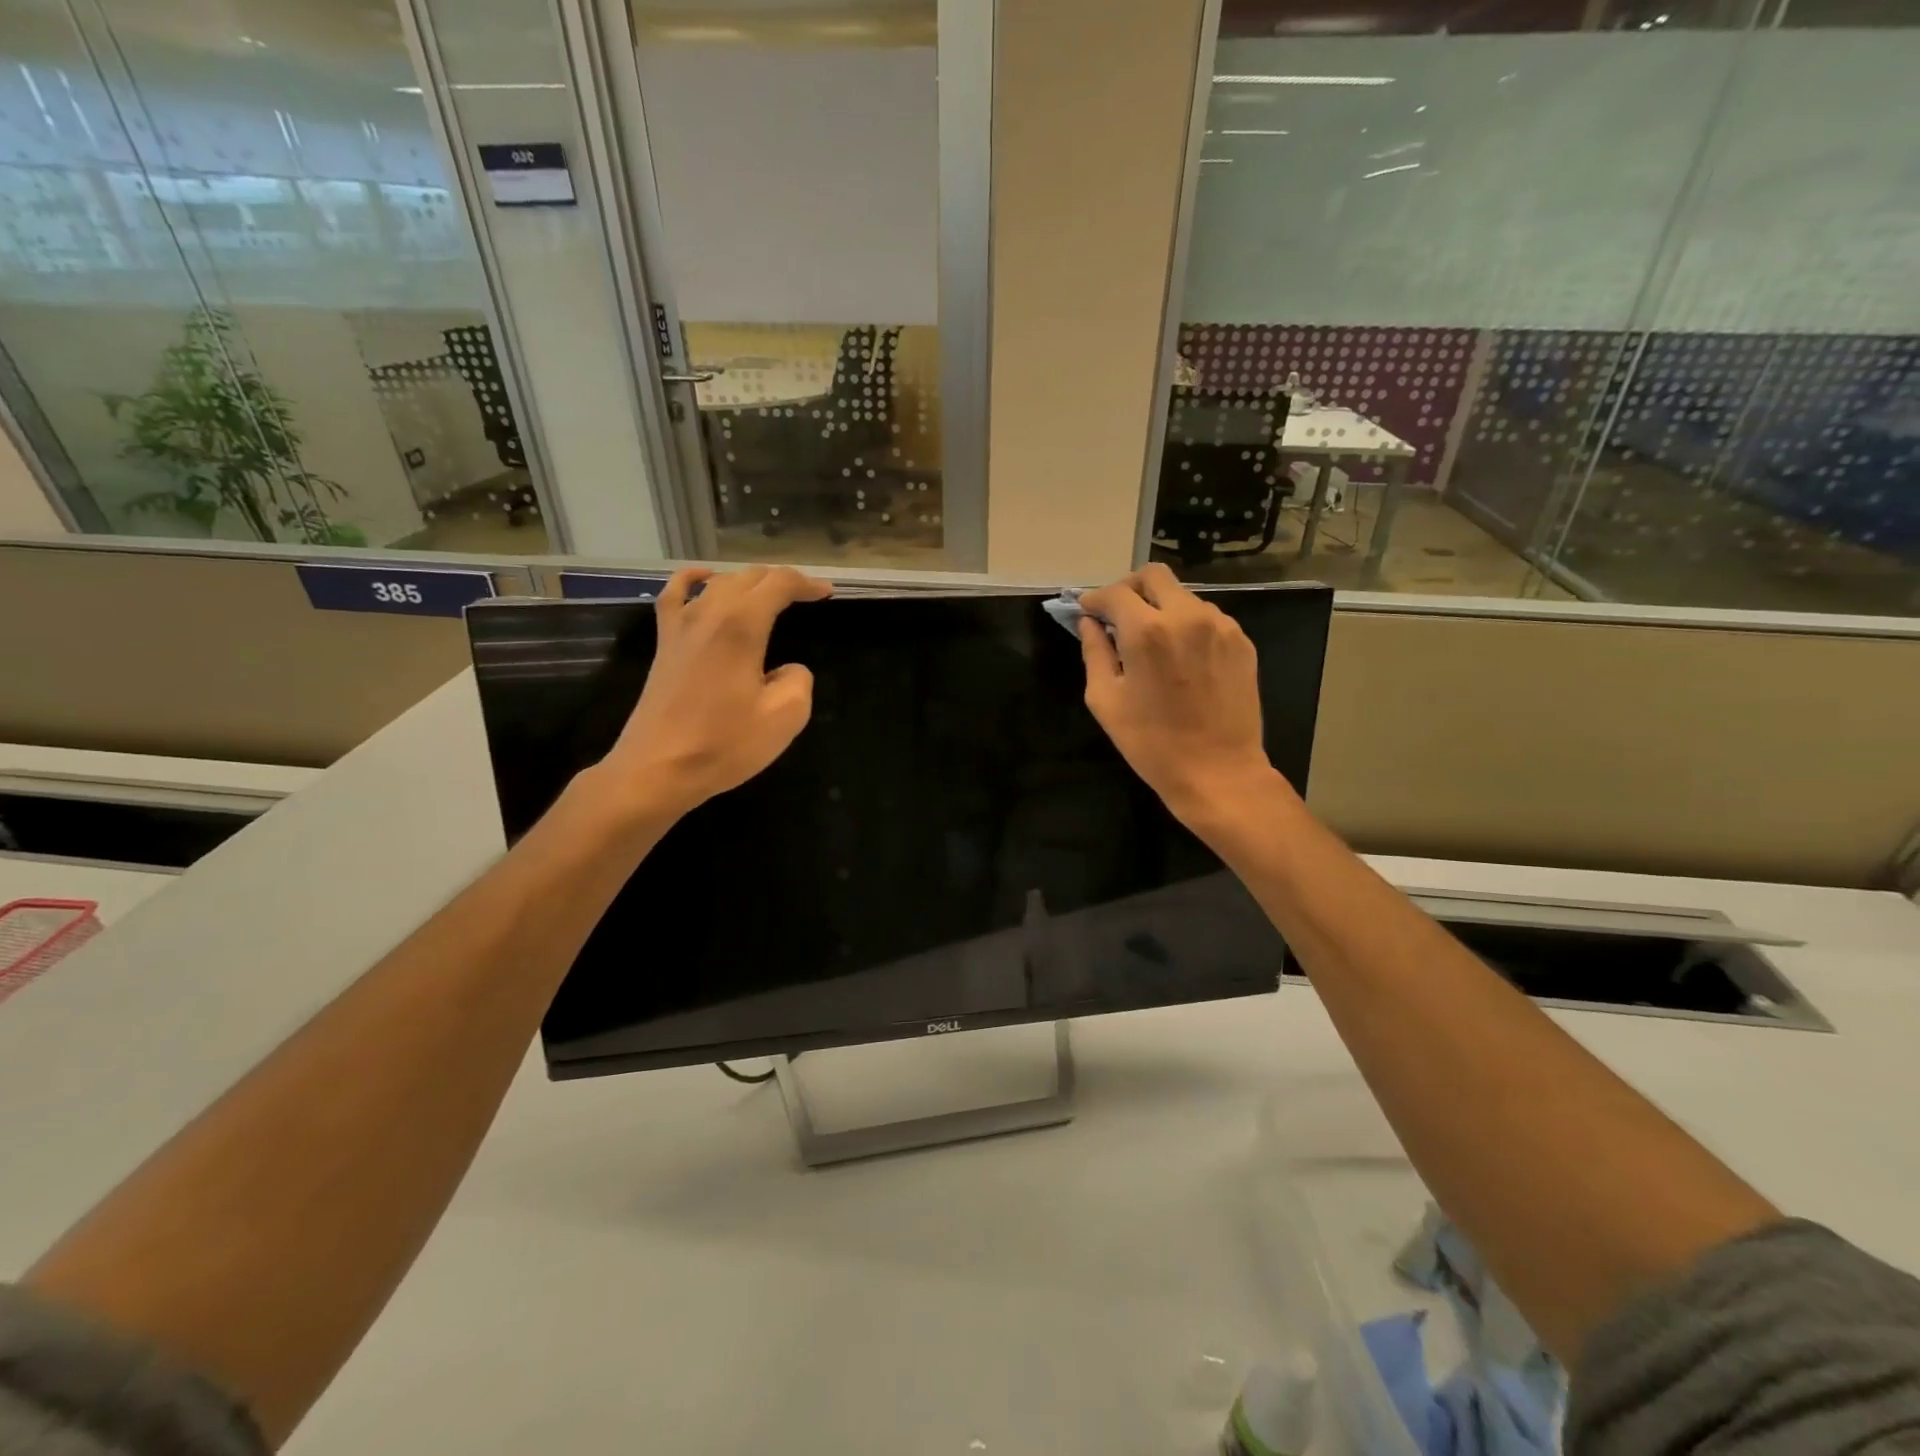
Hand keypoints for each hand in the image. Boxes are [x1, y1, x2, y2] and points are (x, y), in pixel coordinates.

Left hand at [594, 565, 831, 819]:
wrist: (658, 770)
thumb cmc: (724, 744)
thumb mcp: (785, 717)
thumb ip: (798, 680)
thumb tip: (786, 670)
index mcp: (741, 625)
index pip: (778, 584)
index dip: (806, 584)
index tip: (827, 594)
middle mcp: (708, 613)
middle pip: (748, 578)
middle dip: (781, 581)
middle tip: (806, 596)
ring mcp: (680, 626)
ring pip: (718, 583)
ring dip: (748, 582)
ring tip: (769, 594)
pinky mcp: (664, 644)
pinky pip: (675, 594)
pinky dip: (694, 580)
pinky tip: (704, 579)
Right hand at [1078, 564, 1287, 827]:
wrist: (1218, 771)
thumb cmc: (1151, 743)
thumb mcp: (1105, 701)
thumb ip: (1094, 652)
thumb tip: (1089, 623)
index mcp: (1147, 630)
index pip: (1114, 593)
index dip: (1094, 600)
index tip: (1087, 612)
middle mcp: (1187, 615)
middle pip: (1154, 576)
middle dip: (1130, 589)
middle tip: (1118, 616)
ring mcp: (1220, 625)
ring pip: (1182, 596)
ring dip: (1161, 608)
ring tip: (1152, 643)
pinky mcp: (1241, 641)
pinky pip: (1206, 618)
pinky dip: (1187, 625)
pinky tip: (1181, 658)